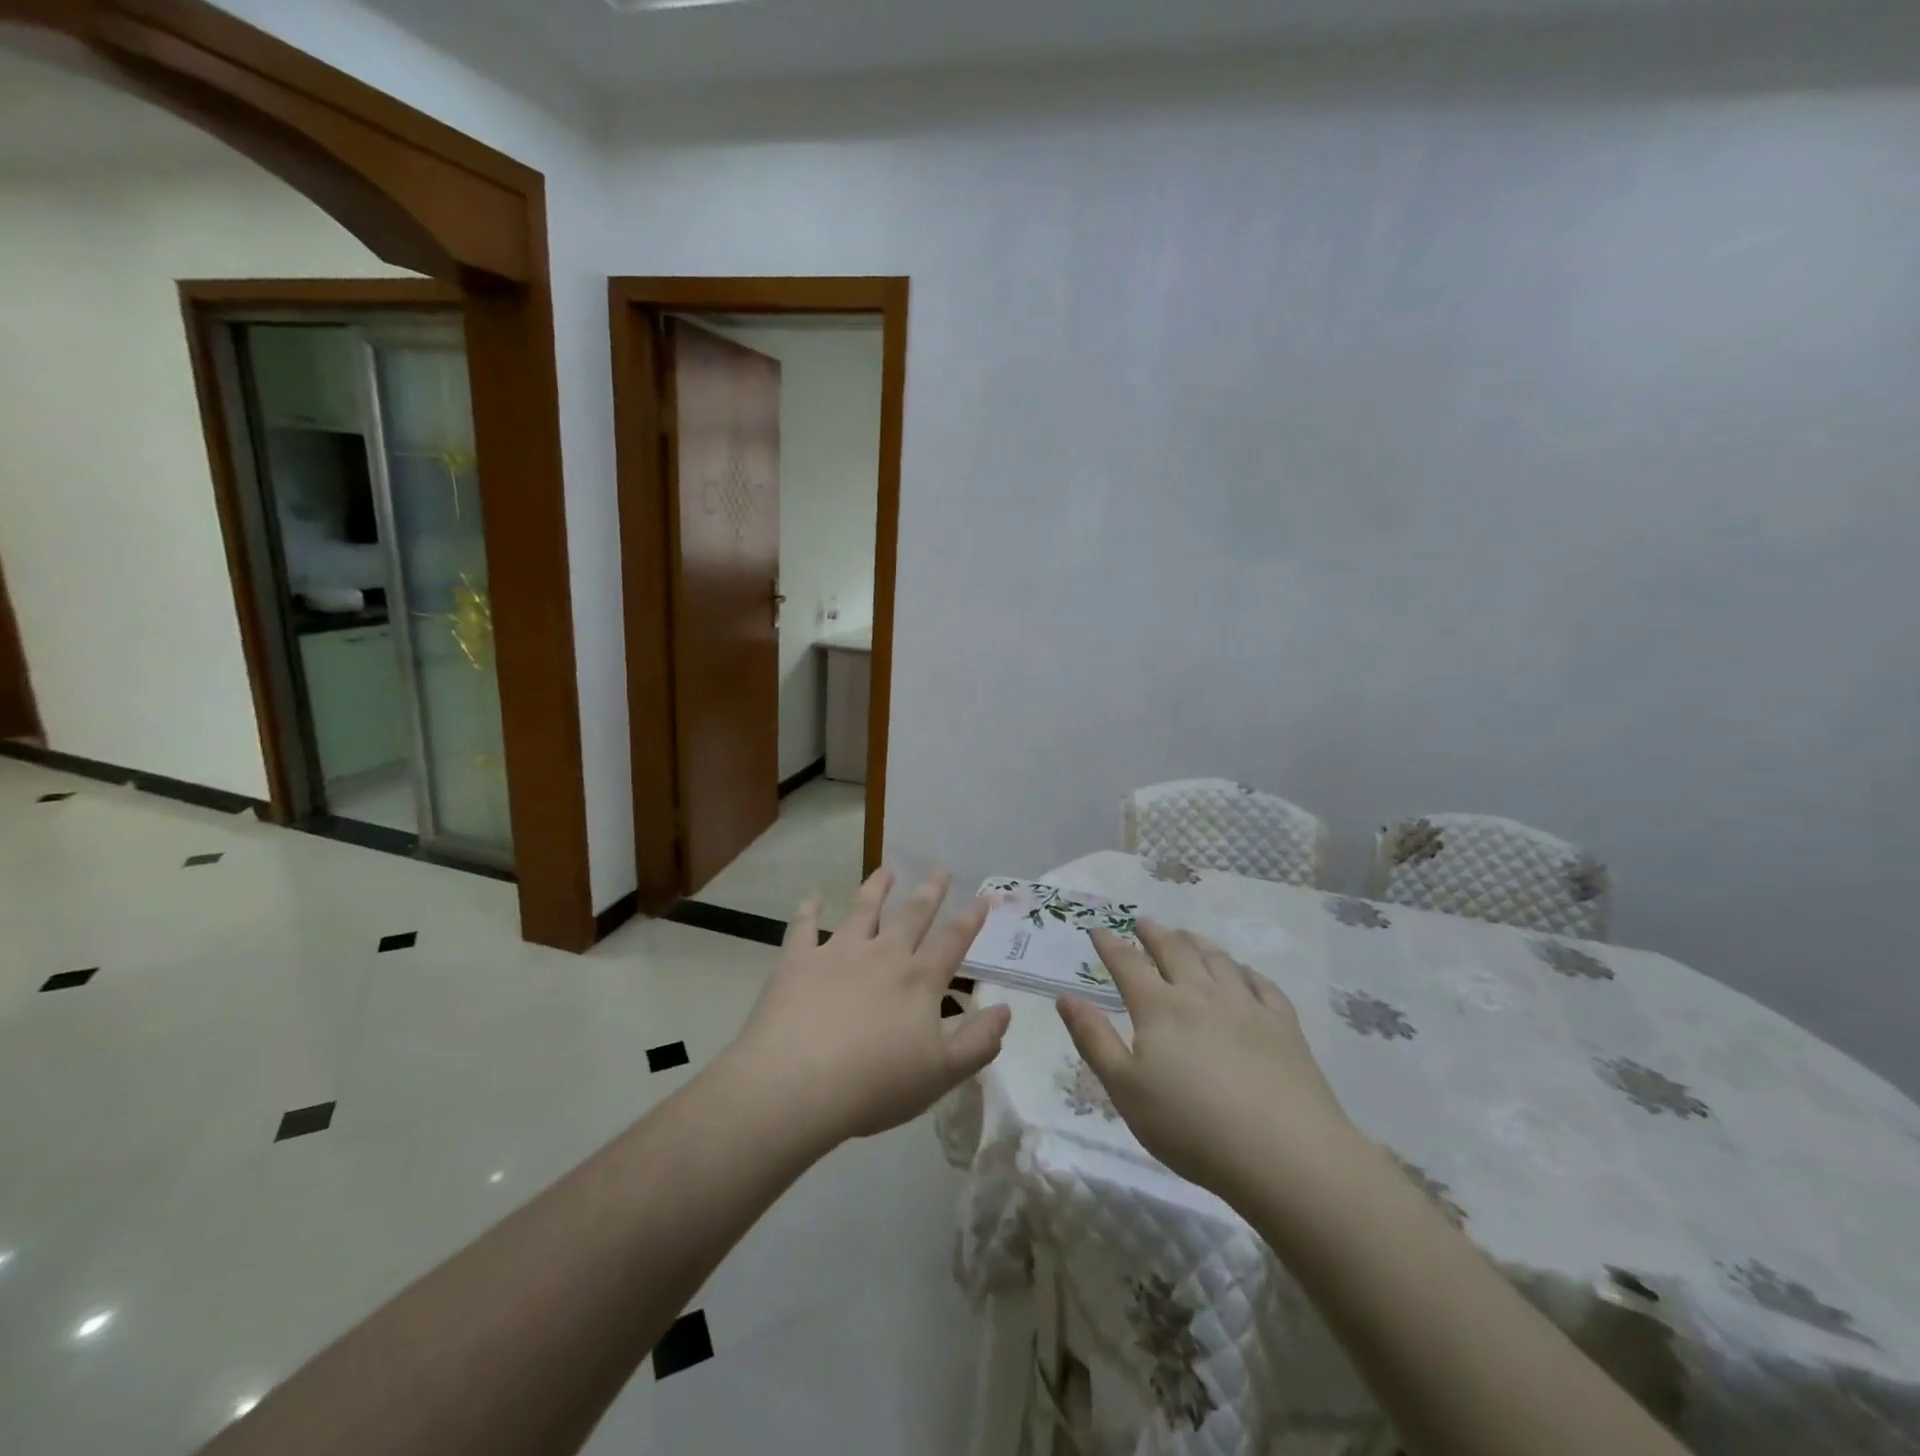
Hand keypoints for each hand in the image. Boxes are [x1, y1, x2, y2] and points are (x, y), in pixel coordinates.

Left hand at [722, 868, 1010, 1146]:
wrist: (799, 1084)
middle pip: (912, 916)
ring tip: (885, 870)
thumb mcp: (941, 1073)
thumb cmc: (876, 1084)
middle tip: (940, 869)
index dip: (971, 919)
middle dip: (929, 892)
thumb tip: (1006, 1010)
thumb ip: (978, 1041)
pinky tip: (812, 897)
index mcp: (919, 981)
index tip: (984, 897)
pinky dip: (808, 910)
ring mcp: (838, 953)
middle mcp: (883, 955)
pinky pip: (803, 927)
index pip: (952, 942)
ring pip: (862, 910)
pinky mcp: (798, 961)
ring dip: (876, 888)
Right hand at [1058, 920, 1354, 1198]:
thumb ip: (1094, 1039)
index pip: (1127, 963)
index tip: (1098, 929)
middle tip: (1142, 922)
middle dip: (1153, 934)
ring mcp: (1245, 1005)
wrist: (1284, 1154)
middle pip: (1174, 951)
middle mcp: (1200, 994)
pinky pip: (1261, 984)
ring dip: (1195, 942)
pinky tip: (1241, 972)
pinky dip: (1244, 971)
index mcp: (1159, 1007)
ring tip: (1185, 935)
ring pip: (1217, 960)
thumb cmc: (1191, 1126)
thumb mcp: (1125, 1089)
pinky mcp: (1283, 1025)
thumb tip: (1066, 997)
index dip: (1110, 944)